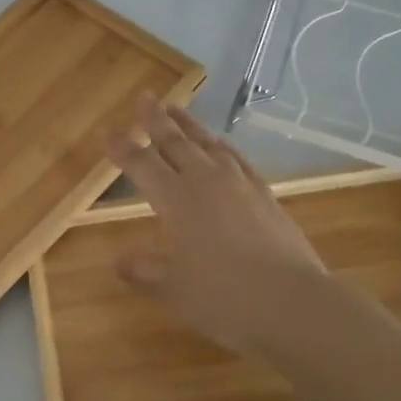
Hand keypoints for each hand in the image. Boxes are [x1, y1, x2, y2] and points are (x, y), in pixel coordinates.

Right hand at [106, 94, 326, 355]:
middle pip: (176, 142)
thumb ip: (143, 271)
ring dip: (189, 125)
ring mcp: (240, 185)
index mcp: (177, 200)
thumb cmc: (224, 298)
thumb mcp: (173, 290)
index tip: (106, 130)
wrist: (293, 303)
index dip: (122, 148)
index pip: (141, 165)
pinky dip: (223, 146)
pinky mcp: (265, 195)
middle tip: (144, 97)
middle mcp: (206, 182)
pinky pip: (238, 159)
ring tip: (177, 109)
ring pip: (208, 143)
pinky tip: (221, 145)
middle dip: (156, 120)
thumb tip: (118, 261)